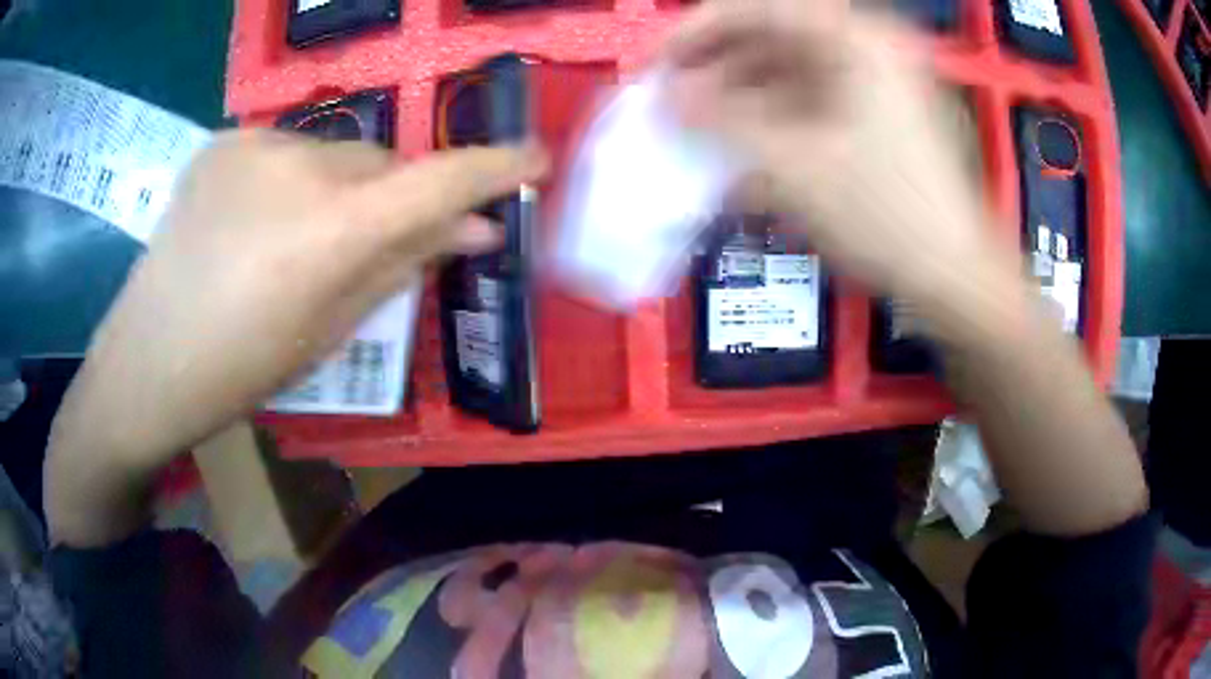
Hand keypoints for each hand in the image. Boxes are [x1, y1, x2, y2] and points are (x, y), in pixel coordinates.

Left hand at [47, 130, 544, 543]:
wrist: (145, 363)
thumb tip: (472, 230)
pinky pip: (288, 151)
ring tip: (302, 238)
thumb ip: (403, 264)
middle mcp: (297, 166)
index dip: (495, 167)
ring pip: (336, 153)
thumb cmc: (240, 370)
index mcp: (329, 231)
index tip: (533, 158)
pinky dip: (295, 179)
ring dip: (343, 188)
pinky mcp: (223, 140)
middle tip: (380, 240)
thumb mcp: (331, 330)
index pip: (439, 181)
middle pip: (384, 162)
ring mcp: (254, 144)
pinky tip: (259, 220)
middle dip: (396, 196)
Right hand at [667, 2, 1013, 300]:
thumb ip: (721, 123)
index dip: (695, 32)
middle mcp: (866, 49)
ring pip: (787, 77)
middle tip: (672, 106)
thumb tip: (669, 100)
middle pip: (771, 40)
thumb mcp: (794, 166)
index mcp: (855, 39)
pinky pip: (808, 108)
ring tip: (698, 137)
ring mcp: (874, 85)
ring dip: (739, 105)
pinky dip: (771, 128)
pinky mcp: (875, 120)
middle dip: (715, 73)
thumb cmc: (886, 215)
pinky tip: (740, 159)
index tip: (656, 66)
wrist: (955, 279)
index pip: (756, 9)